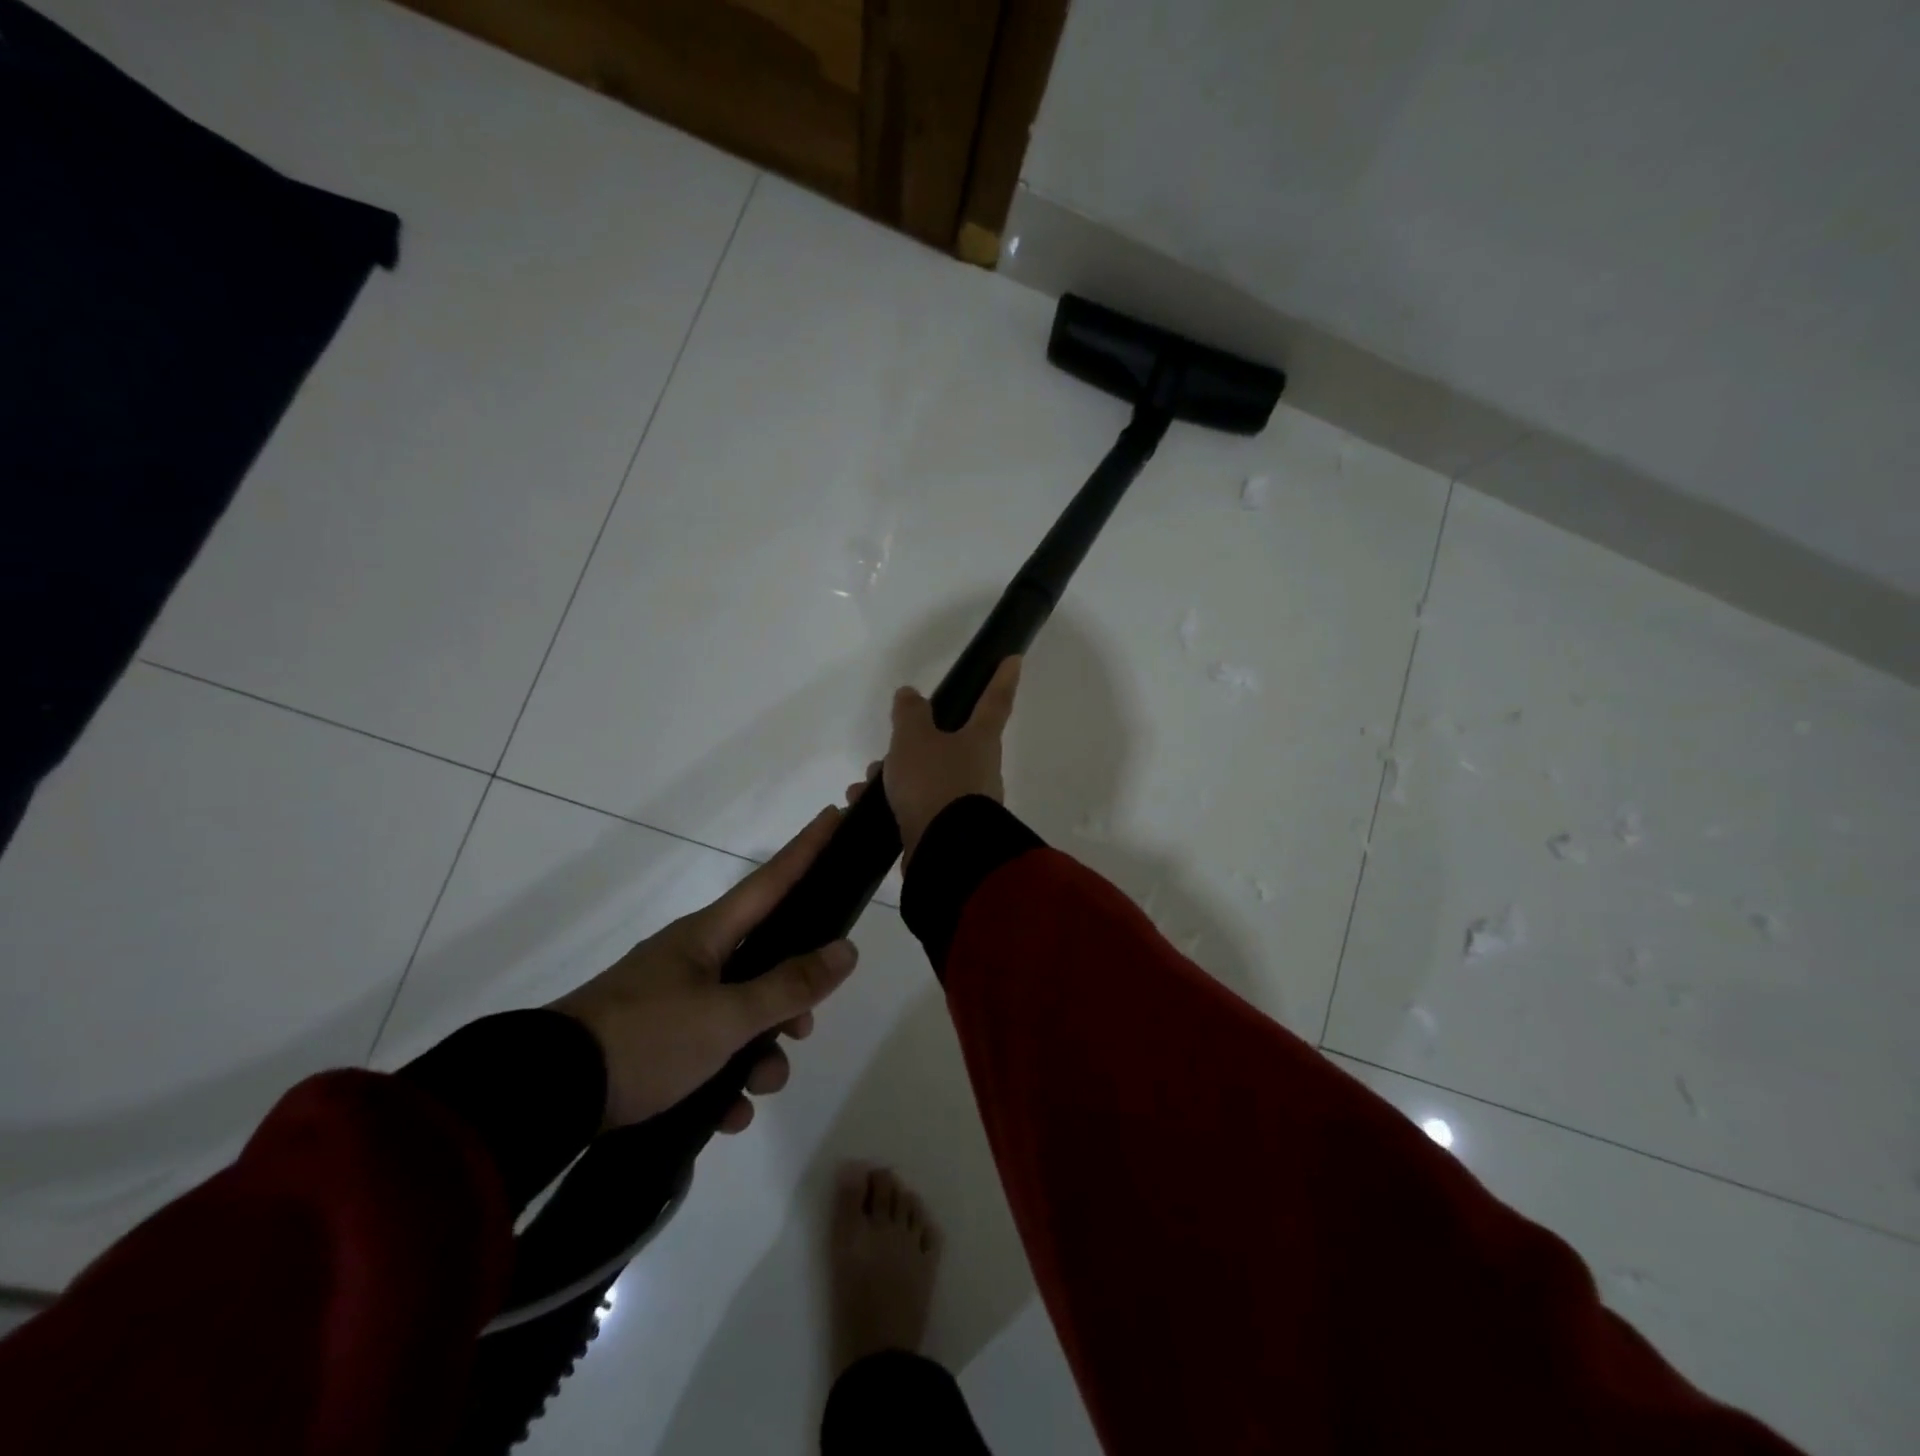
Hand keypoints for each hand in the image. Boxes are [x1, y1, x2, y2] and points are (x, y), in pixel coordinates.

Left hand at [549, 807, 858, 1131]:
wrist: (547, 1096)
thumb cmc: (647, 1038)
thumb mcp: (727, 1016)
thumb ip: (789, 986)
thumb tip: (846, 950)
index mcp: (708, 935)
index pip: (772, 880)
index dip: (807, 849)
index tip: (834, 815)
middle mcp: (693, 959)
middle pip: (764, 960)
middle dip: (791, 998)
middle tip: (803, 1029)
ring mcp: (671, 1000)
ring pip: (740, 1013)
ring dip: (760, 1052)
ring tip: (757, 1090)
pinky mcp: (653, 1042)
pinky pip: (708, 1051)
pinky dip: (724, 1080)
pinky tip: (728, 1115)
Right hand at [863, 656, 1021, 864]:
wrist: (945, 851)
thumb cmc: (934, 783)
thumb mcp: (914, 739)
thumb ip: (910, 713)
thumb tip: (910, 694)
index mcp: (981, 740)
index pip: (995, 700)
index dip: (1002, 678)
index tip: (1014, 658)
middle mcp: (981, 768)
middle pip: (950, 743)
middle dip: (916, 743)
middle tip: (889, 747)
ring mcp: (967, 801)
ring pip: (929, 776)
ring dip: (896, 776)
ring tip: (865, 784)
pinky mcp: (950, 829)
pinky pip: (919, 805)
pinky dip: (894, 802)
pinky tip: (865, 808)